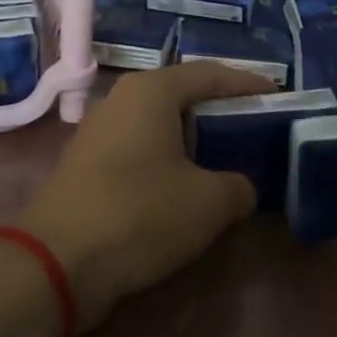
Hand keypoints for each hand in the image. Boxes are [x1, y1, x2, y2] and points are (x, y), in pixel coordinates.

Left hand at [15, 63, 273, 329]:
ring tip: (230, 161)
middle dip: (222, 113)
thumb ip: (239, 186)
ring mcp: (99, 133)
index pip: (211, 74)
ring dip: (195, 141)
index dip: (249, 85)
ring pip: (160, 126)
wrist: (57, 262)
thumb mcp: (209, 202)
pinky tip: (188, 188)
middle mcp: (121, 100)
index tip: (279, 98)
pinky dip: (170, 162)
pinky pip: (141, 151)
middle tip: (258, 132)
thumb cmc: (140, 214)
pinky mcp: (87, 166)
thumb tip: (238, 187)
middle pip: (183, 97)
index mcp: (151, 91)